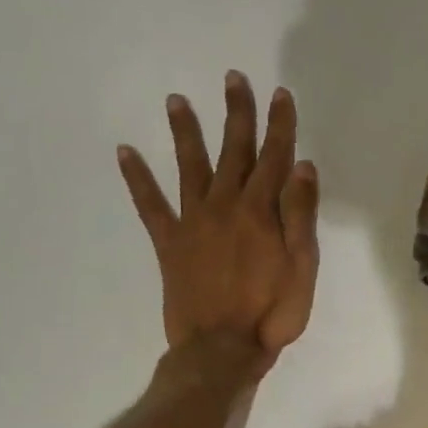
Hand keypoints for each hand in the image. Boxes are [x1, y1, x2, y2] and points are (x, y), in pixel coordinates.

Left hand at [118, 70, 319, 378]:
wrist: (221, 349)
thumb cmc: (272, 312)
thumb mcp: (303, 267)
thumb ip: (301, 215)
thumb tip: (302, 166)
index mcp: (261, 211)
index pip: (274, 157)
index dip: (279, 125)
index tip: (281, 94)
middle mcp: (224, 205)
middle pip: (233, 151)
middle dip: (236, 114)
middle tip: (233, 78)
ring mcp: (192, 222)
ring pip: (189, 167)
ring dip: (185, 132)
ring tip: (175, 100)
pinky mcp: (168, 243)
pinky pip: (150, 205)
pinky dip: (137, 179)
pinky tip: (124, 152)